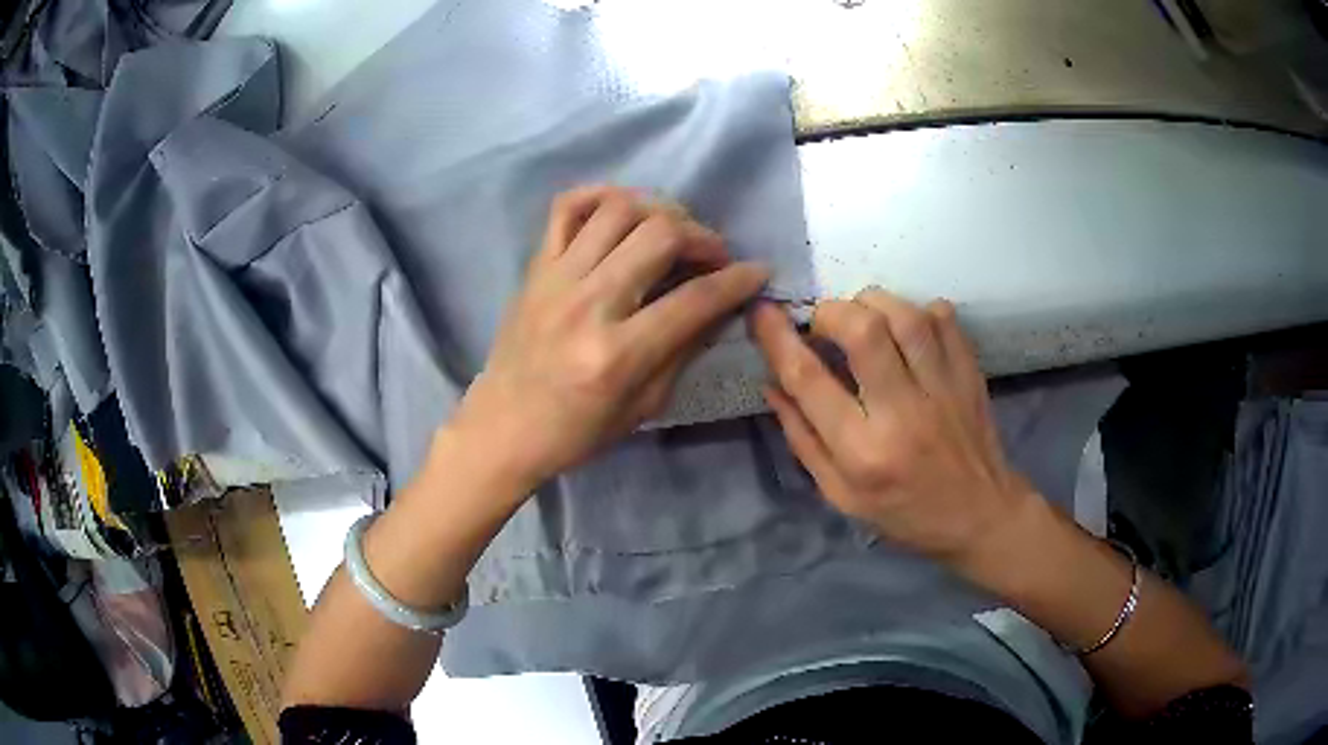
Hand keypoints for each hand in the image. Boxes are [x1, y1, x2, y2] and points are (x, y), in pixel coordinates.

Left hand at [452, 186, 768, 491]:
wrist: (503, 428)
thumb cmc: (576, 432)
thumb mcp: (644, 407)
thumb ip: (684, 351)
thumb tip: (720, 306)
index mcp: (618, 354)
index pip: (694, 300)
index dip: (737, 281)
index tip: (757, 272)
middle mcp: (588, 304)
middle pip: (660, 236)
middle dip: (703, 237)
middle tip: (714, 254)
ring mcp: (557, 278)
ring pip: (618, 209)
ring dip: (660, 210)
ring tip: (673, 230)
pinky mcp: (536, 267)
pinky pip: (566, 208)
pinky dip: (600, 195)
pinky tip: (623, 209)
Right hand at [749, 288, 1038, 571]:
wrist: (979, 517)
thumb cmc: (904, 514)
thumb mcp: (841, 495)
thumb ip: (803, 439)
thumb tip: (772, 384)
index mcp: (862, 451)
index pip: (809, 379)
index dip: (778, 338)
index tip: (763, 314)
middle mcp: (902, 414)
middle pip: (863, 331)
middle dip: (831, 312)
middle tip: (824, 323)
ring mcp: (942, 390)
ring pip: (905, 316)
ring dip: (873, 303)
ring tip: (864, 317)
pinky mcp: (969, 375)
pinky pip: (945, 319)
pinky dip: (919, 310)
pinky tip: (909, 327)